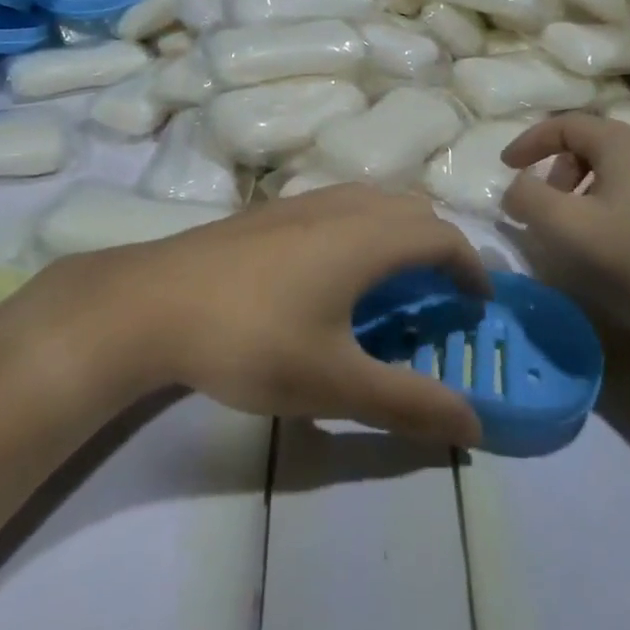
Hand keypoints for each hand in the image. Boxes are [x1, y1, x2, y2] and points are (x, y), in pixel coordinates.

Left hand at [37, 186, 487, 446]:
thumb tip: (475, 427)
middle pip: (411, 209)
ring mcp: (299, 202)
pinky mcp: (267, 211)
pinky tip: (331, 273)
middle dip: (439, 247)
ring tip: (392, 284)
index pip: (443, 236)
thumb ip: (409, 404)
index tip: (477, 306)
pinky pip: (337, 205)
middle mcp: (340, 206)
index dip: (472, 268)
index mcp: (367, 237)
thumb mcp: (334, 383)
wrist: (151, 303)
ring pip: (372, 201)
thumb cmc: (251, 340)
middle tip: (440, 296)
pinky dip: (361, 229)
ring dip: (398, 234)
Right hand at [500, 113, 629, 353]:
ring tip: (568, 226)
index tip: (506, 167)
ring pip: (614, 171)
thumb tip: (517, 187)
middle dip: (556, 167)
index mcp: (625, 147)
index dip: (530, 141)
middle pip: (592, 144)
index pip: (567, 124)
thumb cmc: (629, 261)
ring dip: (579, 189)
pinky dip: (605, 205)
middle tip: (540, 202)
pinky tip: (603, 243)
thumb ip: (527, 196)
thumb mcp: (562, 225)